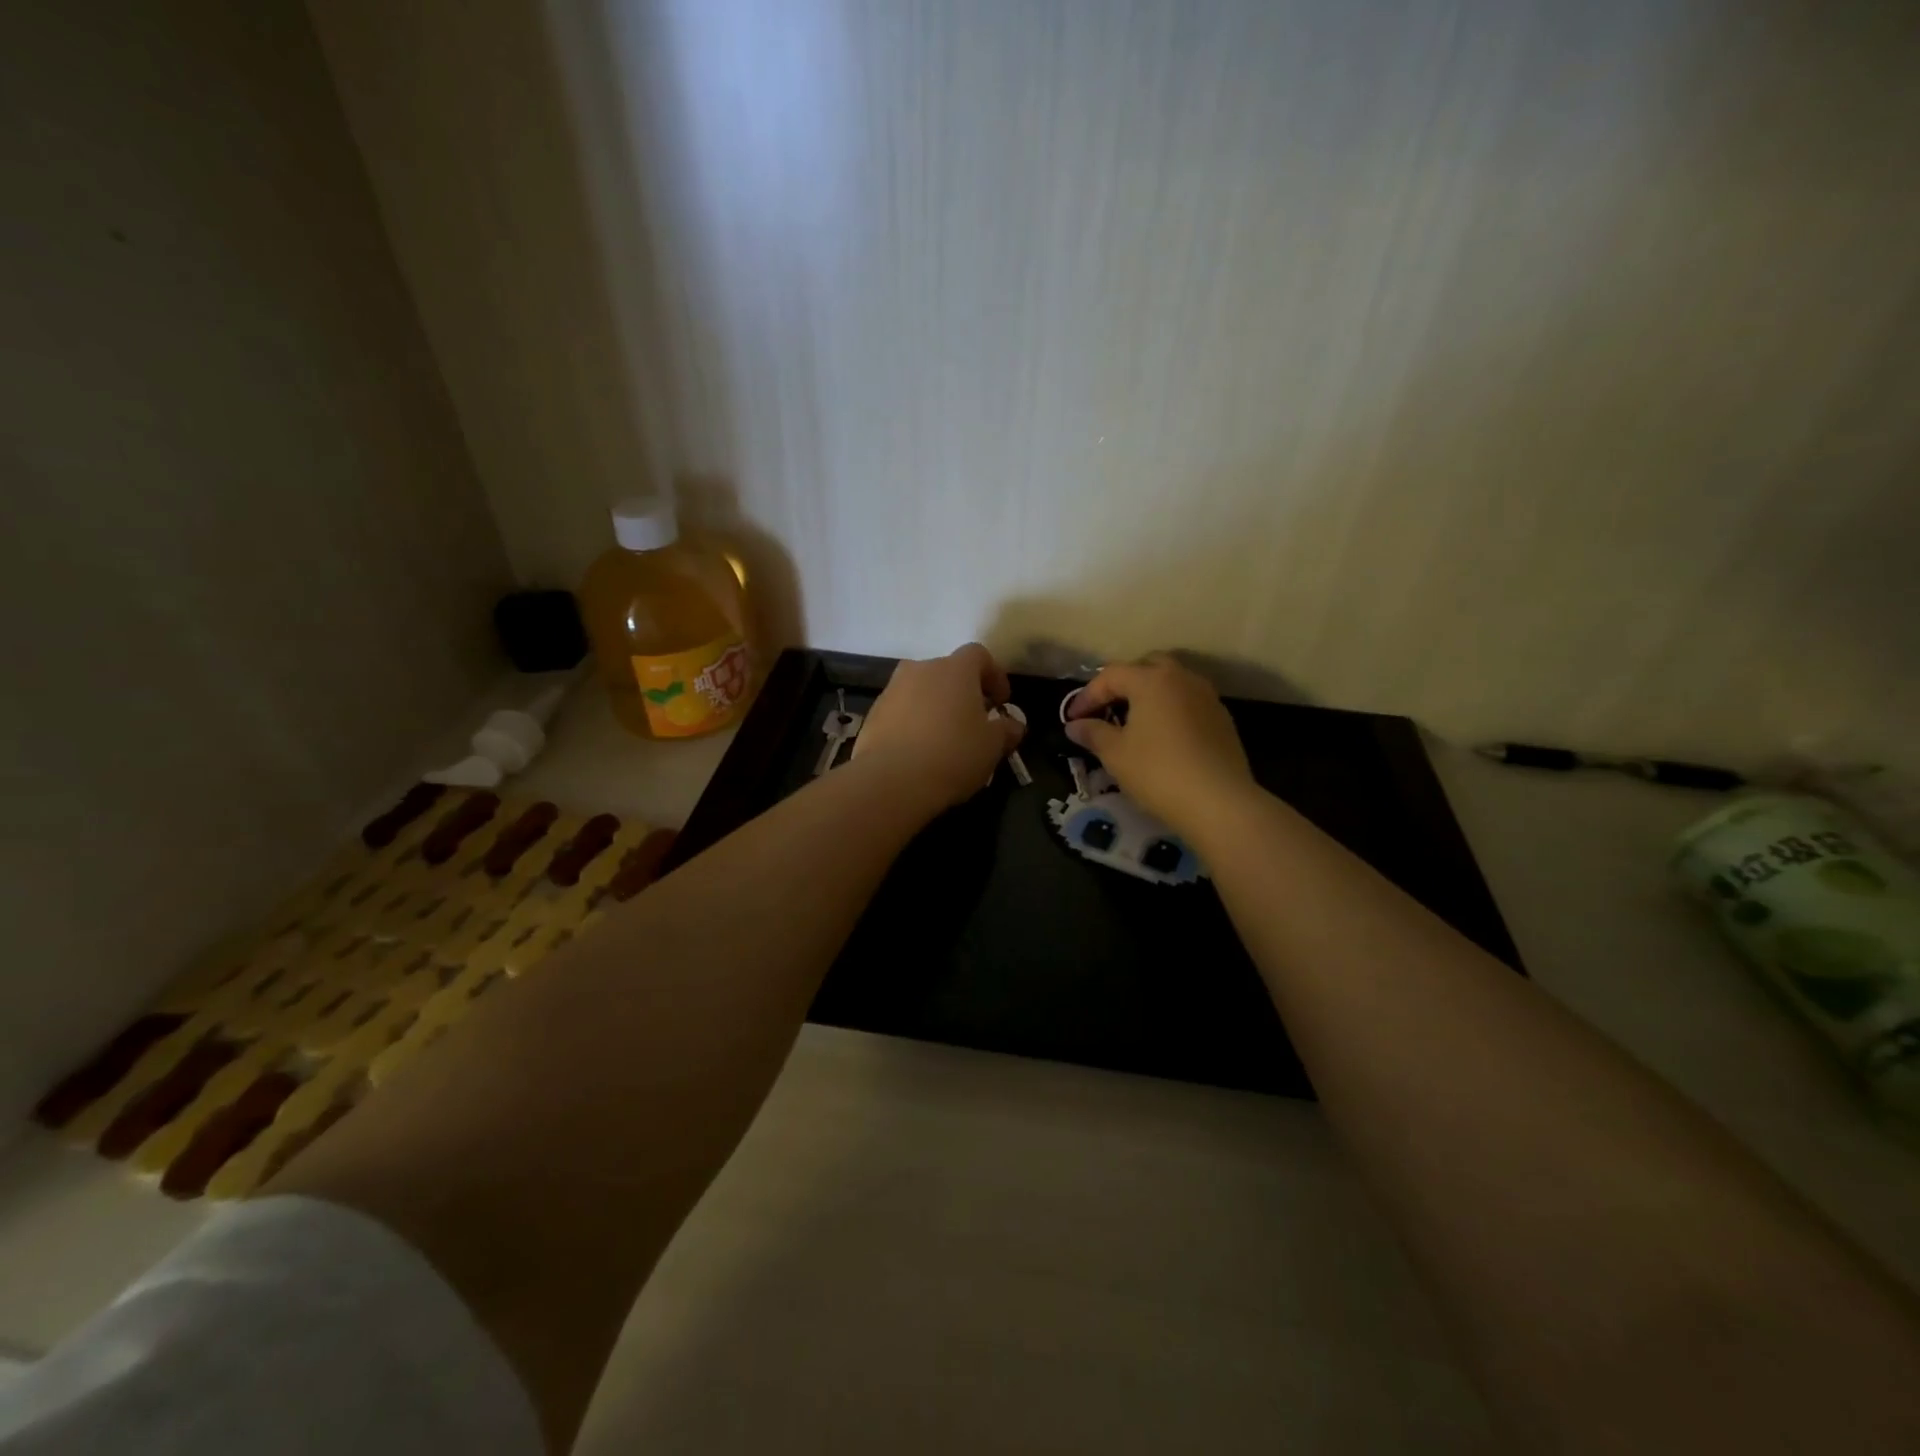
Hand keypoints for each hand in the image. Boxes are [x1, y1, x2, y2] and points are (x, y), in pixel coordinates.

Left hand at [853, 643, 1024, 811]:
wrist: (891, 780)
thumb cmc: (953, 755)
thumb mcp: (992, 746)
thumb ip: (1006, 730)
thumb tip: (1013, 725)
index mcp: (954, 669)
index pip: (979, 655)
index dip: (994, 675)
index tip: (1001, 702)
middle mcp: (920, 669)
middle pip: (947, 672)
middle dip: (963, 692)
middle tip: (974, 722)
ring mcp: (892, 690)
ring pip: (921, 691)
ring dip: (936, 707)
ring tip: (945, 739)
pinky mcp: (873, 714)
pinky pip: (901, 711)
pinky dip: (913, 723)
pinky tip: (919, 751)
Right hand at [1063, 653, 1255, 837]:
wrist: (1219, 802)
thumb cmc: (1158, 772)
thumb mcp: (1116, 754)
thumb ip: (1093, 733)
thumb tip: (1075, 725)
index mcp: (1151, 680)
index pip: (1111, 675)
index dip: (1087, 695)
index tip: (1072, 719)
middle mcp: (1182, 678)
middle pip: (1146, 667)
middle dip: (1123, 685)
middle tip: (1106, 709)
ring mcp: (1207, 697)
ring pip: (1172, 683)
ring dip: (1149, 696)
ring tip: (1134, 723)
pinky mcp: (1222, 719)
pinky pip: (1188, 703)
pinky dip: (1170, 711)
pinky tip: (1163, 738)